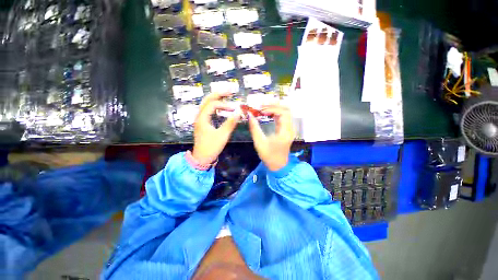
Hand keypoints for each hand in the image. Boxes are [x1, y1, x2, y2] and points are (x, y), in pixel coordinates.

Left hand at [192, 93, 240, 164]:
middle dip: (219, 93)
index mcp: (202, 118)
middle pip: (207, 99)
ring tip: (226, 95)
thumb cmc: (211, 147)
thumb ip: (230, 123)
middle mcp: (199, 116)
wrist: (202, 158)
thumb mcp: (222, 135)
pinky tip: (220, 106)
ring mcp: (200, 119)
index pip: (213, 104)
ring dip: (216, 98)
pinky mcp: (202, 123)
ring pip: (206, 104)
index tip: (235, 109)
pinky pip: (207, 110)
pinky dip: (214, 106)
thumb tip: (239, 111)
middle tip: (230, 90)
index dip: (225, 105)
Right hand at [248, 104, 294, 170]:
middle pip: (286, 110)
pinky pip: (283, 118)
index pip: (284, 113)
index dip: (272, 109)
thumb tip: (249, 115)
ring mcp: (289, 129)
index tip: (261, 111)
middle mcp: (290, 129)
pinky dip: (275, 113)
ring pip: (285, 113)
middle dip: (274, 106)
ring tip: (263, 108)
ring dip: (275, 109)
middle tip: (261, 106)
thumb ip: (254, 128)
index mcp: (285, 132)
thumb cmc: (269, 156)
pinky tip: (267, 114)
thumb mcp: (259, 142)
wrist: (278, 165)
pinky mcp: (286, 130)